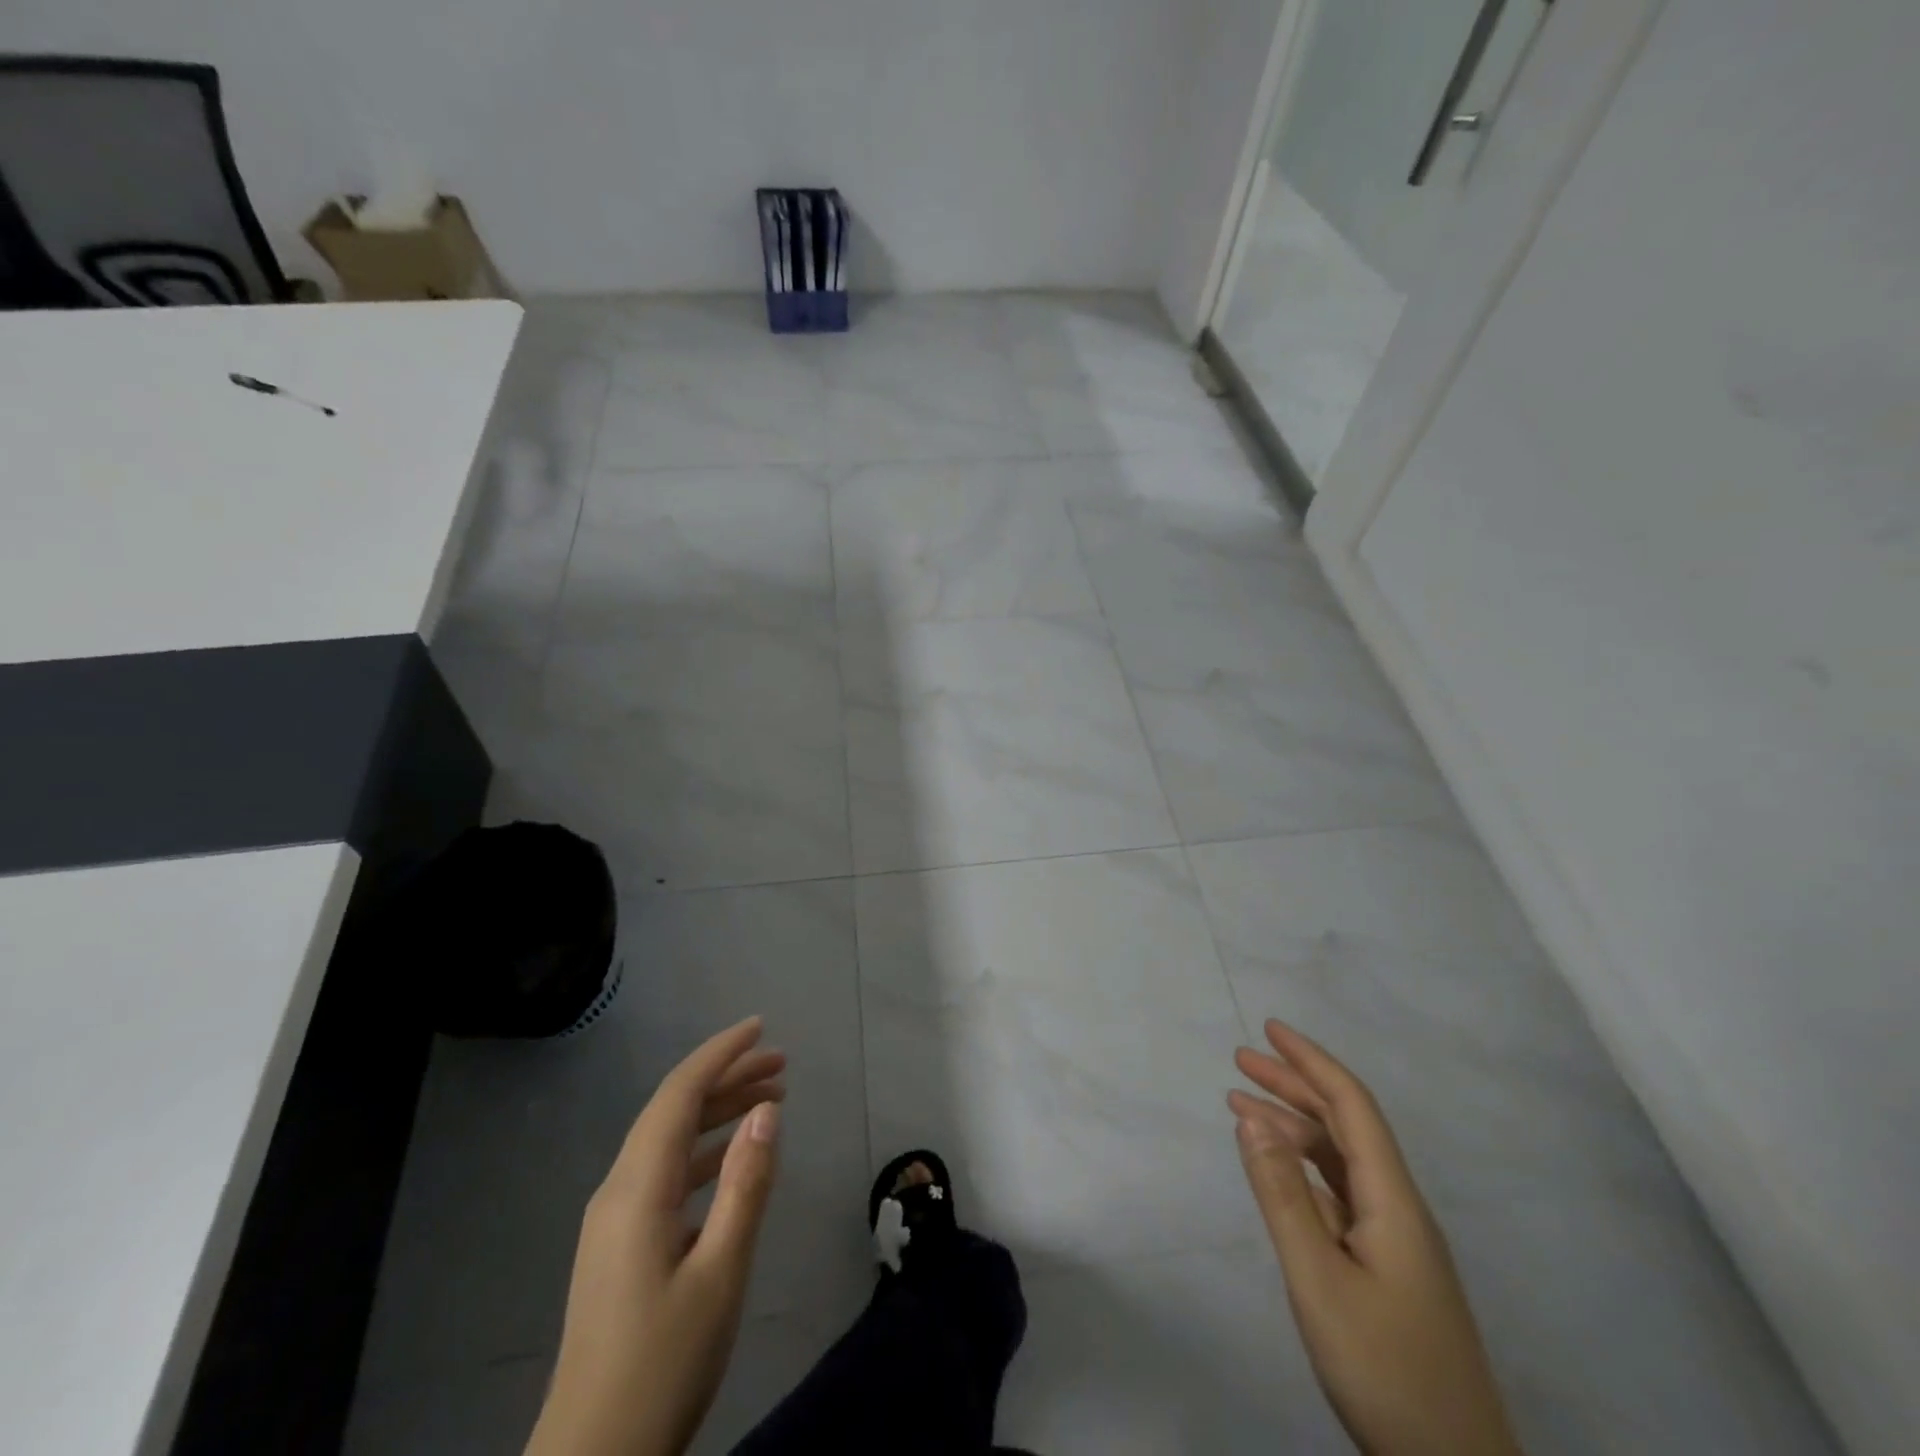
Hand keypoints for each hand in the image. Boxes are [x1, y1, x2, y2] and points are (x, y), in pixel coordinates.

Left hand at [526, 1017, 784, 1455]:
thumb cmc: (663, 1364)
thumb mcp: (721, 1272)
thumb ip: (746, 1185)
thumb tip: (767, 1111)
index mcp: (637, 1189)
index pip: (679, 1095)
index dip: (719, 1054)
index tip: (760, 1028)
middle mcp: (619, 1191)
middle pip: (674, 1111)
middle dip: (727, 1079)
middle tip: (782, 1064)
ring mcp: (615, 1220)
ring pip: (671, 1142)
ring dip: (719, 1114)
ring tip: (772, 1099)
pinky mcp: (620, 1246)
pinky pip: (666, 1174)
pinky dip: (705, 1153)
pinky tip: (735, 1158)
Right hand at [1230, 1018, 1521, 1455]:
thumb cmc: (1384, 1369)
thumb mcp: (1318, 1279)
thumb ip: (1282, 1194)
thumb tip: (1251, 1117)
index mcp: (1392, 1200)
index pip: (1351, 1105)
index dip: (1311, 1061)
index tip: (1269, 1030)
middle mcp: (1398, 1207)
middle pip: (1344, 1125)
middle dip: (1294, 1085)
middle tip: (1240, 1061)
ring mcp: (1395, 1241)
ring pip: (1339, 1160)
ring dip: (1292, 1126)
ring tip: (1242, 1106)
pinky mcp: (1386, 1268)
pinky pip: (1338, 1194)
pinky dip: (1301, 1167)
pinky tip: (1276, 1169)